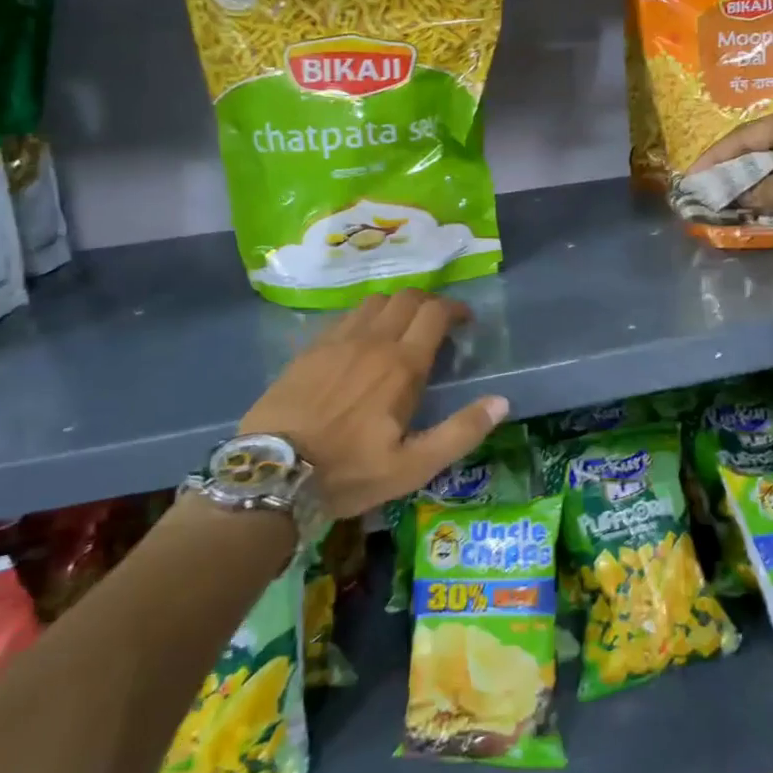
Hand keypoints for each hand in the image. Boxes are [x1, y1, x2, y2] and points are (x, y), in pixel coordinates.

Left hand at [241, 290, 507, 518]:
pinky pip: (345, 316)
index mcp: (401, 365)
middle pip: (407, 298)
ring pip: (375, 301)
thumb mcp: (413, 467)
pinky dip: (365, 318)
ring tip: (401, 329)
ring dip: (396, 307)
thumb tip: (501, 402)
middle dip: (429, 303)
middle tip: (437, 324)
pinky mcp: (310, 349)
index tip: (465, 321)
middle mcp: (372, 341)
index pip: (435, 313)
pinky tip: (361, 342)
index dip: (455, 309)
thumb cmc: (349, 473)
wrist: (271, 474)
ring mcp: (337, 341)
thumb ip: (461, 432)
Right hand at [689, 102, 772, 237]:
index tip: (692, 177)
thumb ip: (764, 192)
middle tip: (709, 188)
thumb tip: (739, 196)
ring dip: (756, 180)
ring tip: (730, 197)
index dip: (715, 158)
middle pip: (761, 146)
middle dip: (734, 169)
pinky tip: (764, 201)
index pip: (744, 136)